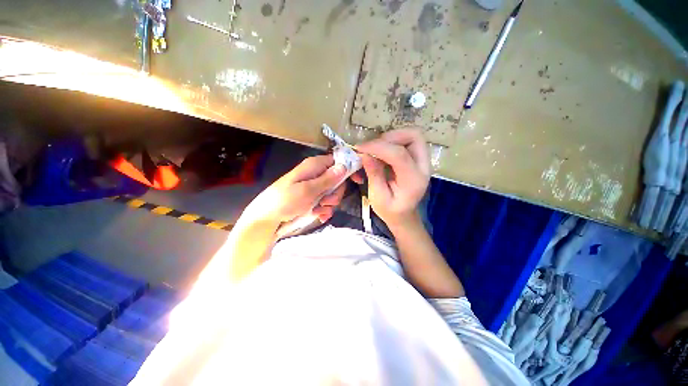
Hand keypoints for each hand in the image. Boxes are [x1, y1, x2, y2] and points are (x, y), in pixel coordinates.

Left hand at [242, 154, 347, 224]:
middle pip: (338, 180)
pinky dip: (324, 210)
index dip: (349, 169)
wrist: (267, 218)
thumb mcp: (308, 190)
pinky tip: (319, 216)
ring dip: (329, 204)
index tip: (358, 181)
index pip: (338, 161)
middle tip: (325, 201)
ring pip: (333, 193)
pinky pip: (326, 203)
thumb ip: (327, 179)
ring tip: (318, 210)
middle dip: (335, 193)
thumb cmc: (285, 201)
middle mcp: (316, 175)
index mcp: (314, 166)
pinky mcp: (312, 199)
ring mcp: (314, 188)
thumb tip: (344, 166)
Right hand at [355, 128, 430, 226]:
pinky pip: (407, 140)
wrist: (404, 215)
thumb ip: (374, 175)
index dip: (377, 147)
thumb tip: (364, 154)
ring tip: (376, 150)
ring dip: (391, 138)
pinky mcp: (417, 158)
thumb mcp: (378, 197)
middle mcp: (423, 167)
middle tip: (372, 147)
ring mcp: (423, 161)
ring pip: (412, 135)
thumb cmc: (390, 211)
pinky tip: (382, 152)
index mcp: (414, 180)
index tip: (359, 149)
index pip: (399, 154)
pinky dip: (393, 141)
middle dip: (390, 137)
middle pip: (414, 136)